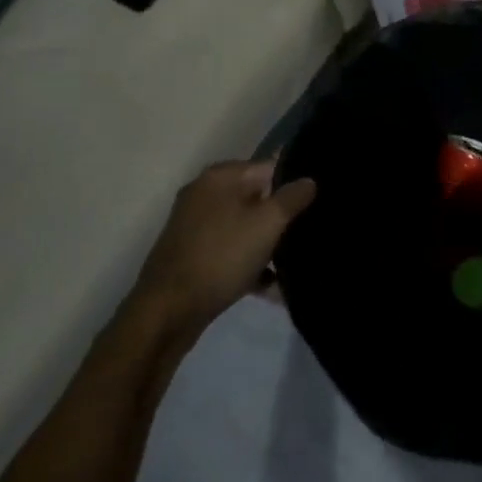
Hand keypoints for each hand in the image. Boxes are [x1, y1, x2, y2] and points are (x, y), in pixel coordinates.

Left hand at [128, 160, 316, 329]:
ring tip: (293, 264)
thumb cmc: (221, 257)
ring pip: (244, 227)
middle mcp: (204, 194)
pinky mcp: (191, 256)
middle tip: (307, 234)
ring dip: (267, 245)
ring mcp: (194, 227)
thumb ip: (293, 197)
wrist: (166, 314)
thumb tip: (309, 180)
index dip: (294, 184)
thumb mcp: (268, 223)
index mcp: (220, 177)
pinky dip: (248, 264)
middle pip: (256, 198)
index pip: (269, 167)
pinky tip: (271, 286)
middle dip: (281, 218)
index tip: (316, 204)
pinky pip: (229, 251)